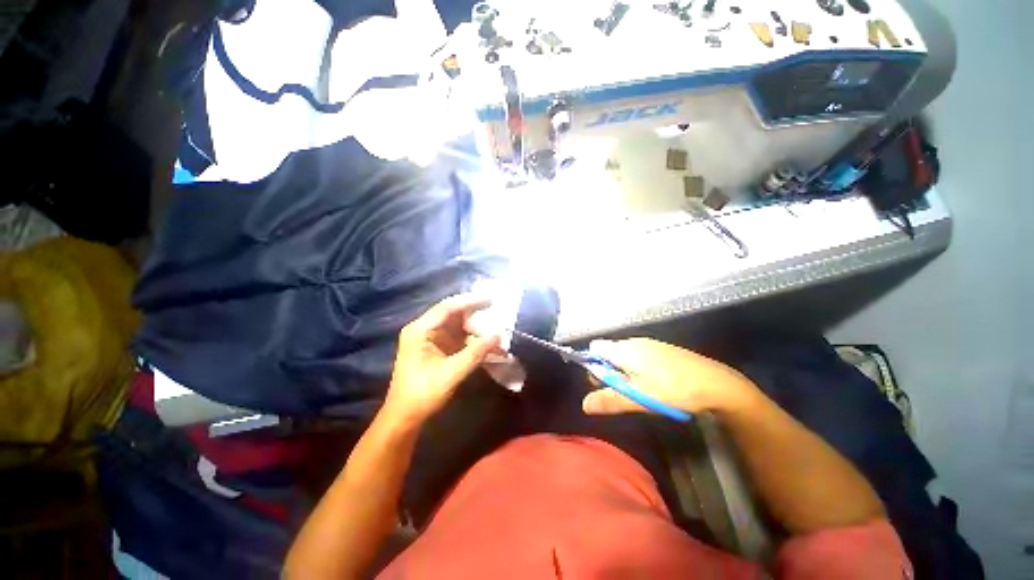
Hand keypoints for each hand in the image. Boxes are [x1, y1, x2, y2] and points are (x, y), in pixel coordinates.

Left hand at [383, 294, 501, 427]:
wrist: (405, 417)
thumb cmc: (423, 394)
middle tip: (497, 309)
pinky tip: (486, 340)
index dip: (470, 301)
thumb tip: (498, 336)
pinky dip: (471, 338)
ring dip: (475, 326)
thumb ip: (476, 353)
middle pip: (452, 313)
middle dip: (475, 312)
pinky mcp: (436, 348)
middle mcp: (424, 329)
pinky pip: (457, 336)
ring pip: (456, 325)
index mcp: (420, 330)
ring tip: (495, 323)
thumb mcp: (451, 373)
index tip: (491, 298)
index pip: (447, 308)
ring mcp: (430, 338)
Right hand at [582, 338, 757, 415]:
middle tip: (623, 391)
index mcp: (624, 349)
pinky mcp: (662, 349)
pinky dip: (638, 368)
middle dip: (609, 371)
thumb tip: (584, 404)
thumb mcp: (638, 398)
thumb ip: (609, 399)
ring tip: (639, 390)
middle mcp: (634, 341)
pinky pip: (639, 355)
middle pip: (609, 352)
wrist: (716, 384)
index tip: (601, 384)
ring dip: (624, 371)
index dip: (592, 365)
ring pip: (625, 355)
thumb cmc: (673, 390)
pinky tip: (654, 384)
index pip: (595, 348)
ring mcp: (650, 344)